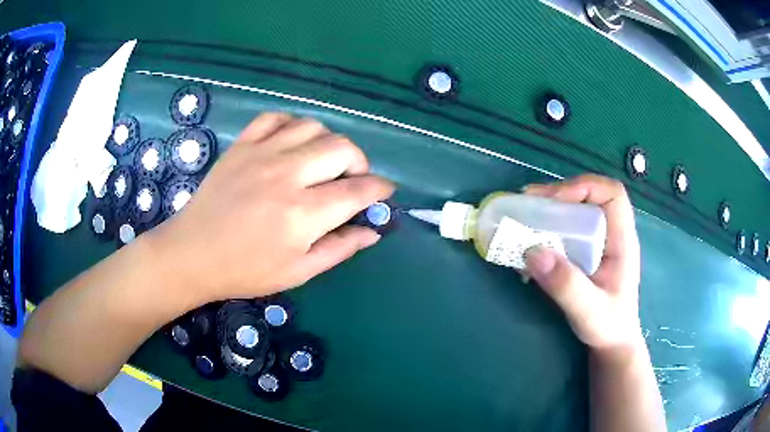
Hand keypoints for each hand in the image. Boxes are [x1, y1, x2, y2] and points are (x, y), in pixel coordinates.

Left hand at [150, 113, 394, 304]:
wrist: (193, 254)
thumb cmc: (246, 270)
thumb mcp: (298, 271)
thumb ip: (340, 248)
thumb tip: (373, 232)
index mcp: (303, 213)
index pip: (359, 190)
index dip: (380, 189)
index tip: (384, 193)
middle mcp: (287, 175)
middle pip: (343, 148)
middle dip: (359, 163)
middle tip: (351, 181)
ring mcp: (262, 154)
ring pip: (314, 127)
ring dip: (327, 143)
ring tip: (321, 163)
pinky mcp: (242, 145)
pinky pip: (276, 118)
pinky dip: (292, 126)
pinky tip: (291, 145)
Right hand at [523, 174, 642, 351]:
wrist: (612, 344)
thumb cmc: (609, 327)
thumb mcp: (589, 311)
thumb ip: (566, 285)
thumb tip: (532, 250)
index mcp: (622, 240)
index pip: (611, 194)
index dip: (584, 187)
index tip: (554, 201)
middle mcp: (611, 234)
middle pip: (589, 196)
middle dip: (558, 195)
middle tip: (528, 202)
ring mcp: (599, 243)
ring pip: (576, 211)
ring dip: (550, 211)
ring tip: (524, 217)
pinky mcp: (585, 254)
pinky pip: (567, 231)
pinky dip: (547, 230)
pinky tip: (530, 244)